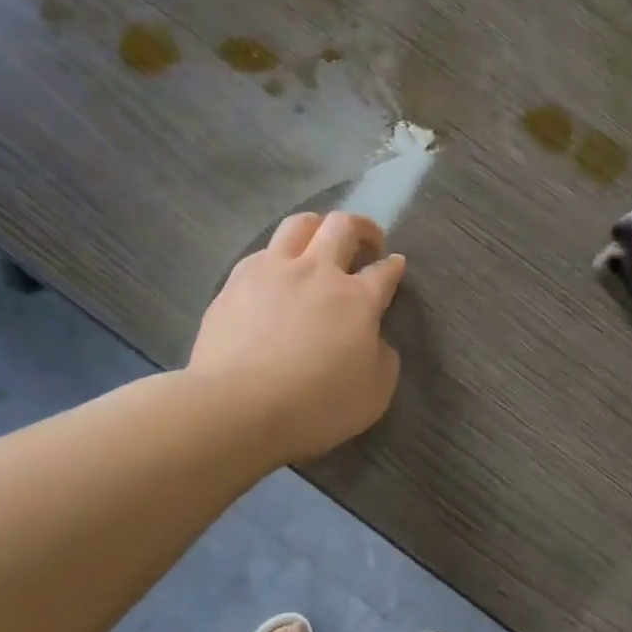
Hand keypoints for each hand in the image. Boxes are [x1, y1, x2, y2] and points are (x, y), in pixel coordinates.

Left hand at [190, 210, 406, 462]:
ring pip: (299, 224)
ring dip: (317, 226)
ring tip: (320, 241)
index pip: (384, 270)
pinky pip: (262, 252)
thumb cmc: (315, 405)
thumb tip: (376, 340)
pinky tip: (275, 274)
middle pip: (343, 226)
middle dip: (362, 228)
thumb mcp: (374, 394)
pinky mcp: (236, 281)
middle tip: (366, 241)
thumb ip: (383, 359)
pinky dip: (277, 256)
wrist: (238, 407)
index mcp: (358, 298)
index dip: (393, 266)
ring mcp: (273, 270)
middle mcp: (318, 271)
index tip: (395, 265)